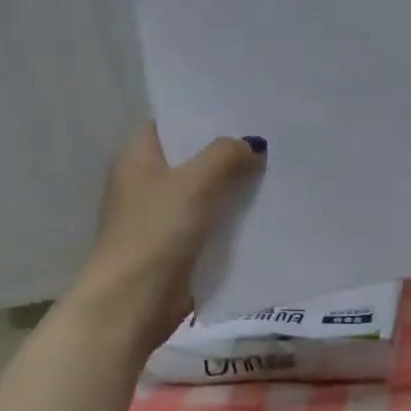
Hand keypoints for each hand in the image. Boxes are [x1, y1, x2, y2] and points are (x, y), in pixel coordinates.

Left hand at [68, 123, 263, 338]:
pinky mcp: (178, 245)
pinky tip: (265, 207)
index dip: (200, 113)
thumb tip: (253, 145)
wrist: (134, 302)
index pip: (169, 123)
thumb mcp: (194, 183)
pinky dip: (233, 215)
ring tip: (276, 166)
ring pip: (205, 190)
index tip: (240, 107)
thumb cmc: (156, 232)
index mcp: (137, 159)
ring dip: (233, 184)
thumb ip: (225, 156)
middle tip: (270, 135)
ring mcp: (162, 216)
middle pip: (191, 157)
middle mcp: (146, 183)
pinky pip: (212, 220)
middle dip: (227, 149)